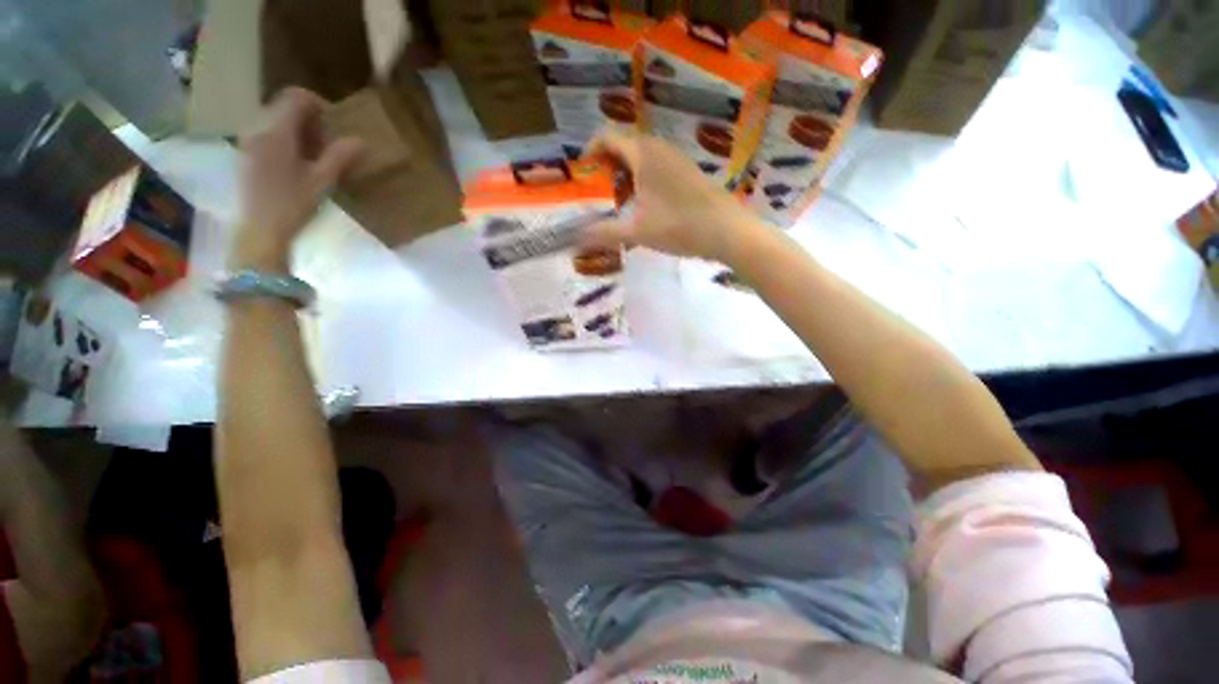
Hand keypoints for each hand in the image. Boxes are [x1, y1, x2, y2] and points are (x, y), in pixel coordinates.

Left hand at [233, 87, 363, 270]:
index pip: (296, 97)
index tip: (336, 124)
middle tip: (330, 142)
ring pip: (276, 119)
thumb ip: (340, 157)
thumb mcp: (322, 181)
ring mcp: (249, 141)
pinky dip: (287, 139)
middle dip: (310, 118)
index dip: (319, 104)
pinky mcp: (247, 154)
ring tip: (317, 154)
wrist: (259, 230)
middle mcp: (258, 128)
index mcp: (276, 131)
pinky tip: (299, 163)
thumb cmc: (292, 205)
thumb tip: (361, 141)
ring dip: (299, 129)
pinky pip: (268, 133)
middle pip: (284, 106)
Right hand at [583, 130, 763, 262]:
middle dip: (609, 164)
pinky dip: (645, 179)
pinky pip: (659, 166)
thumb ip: (603, 233)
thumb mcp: (636, 232)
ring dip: (628, 173)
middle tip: (603, 192)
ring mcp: (677, 159)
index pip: (608, 136)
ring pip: (643, 156)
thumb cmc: (678, 227)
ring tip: (624, 202)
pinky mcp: (688, 172)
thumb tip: (575, 239)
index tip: (583, 171)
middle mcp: (659, 148)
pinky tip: (648, 206)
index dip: (591, 150)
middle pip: (625, 144)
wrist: (727, 231)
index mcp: (643, 154)